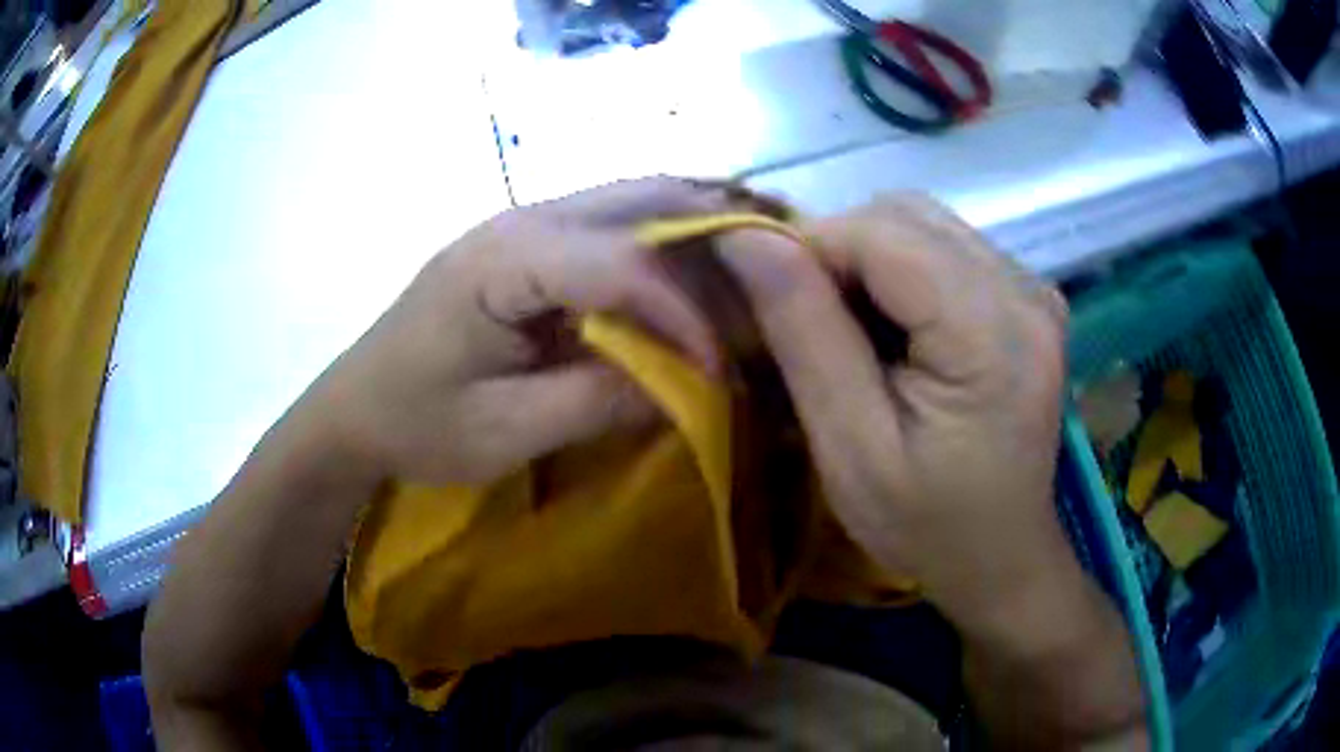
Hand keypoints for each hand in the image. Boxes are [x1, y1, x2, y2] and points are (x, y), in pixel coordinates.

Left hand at [314, 177, 727, 485]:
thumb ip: (599, 400)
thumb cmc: (416, 424)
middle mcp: (522, 218)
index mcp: (505, 260)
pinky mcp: (527, 242)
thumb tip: (689, 383)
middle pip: (642, 197)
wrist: (354, 409)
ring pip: (634, 199)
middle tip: (766, 285)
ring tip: (745, 277)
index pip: (624, 263)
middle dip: (714, 237)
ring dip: (693, 232)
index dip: (684, 314)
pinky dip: (662, 245)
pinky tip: (689, 279)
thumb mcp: (506, 431)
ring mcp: (524, 221)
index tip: (722, 369)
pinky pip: (613, 224)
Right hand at [718, 194, 1074, 630]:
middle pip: (904, 216)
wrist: (1002, 558)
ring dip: (867, 261)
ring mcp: (1033, 288)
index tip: (766, 301)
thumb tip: (745, 237)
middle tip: (810, 326)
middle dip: (837, 252)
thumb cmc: (927, 526)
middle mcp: (1025, 290)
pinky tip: (895, 331)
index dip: (808, 249)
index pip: (882, 233)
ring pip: (920, 223)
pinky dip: (899, 273)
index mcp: (994, 332)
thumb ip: (804, 333)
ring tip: (852, 334)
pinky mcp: (1027, 296)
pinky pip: (943, 248)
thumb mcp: (850, 448)